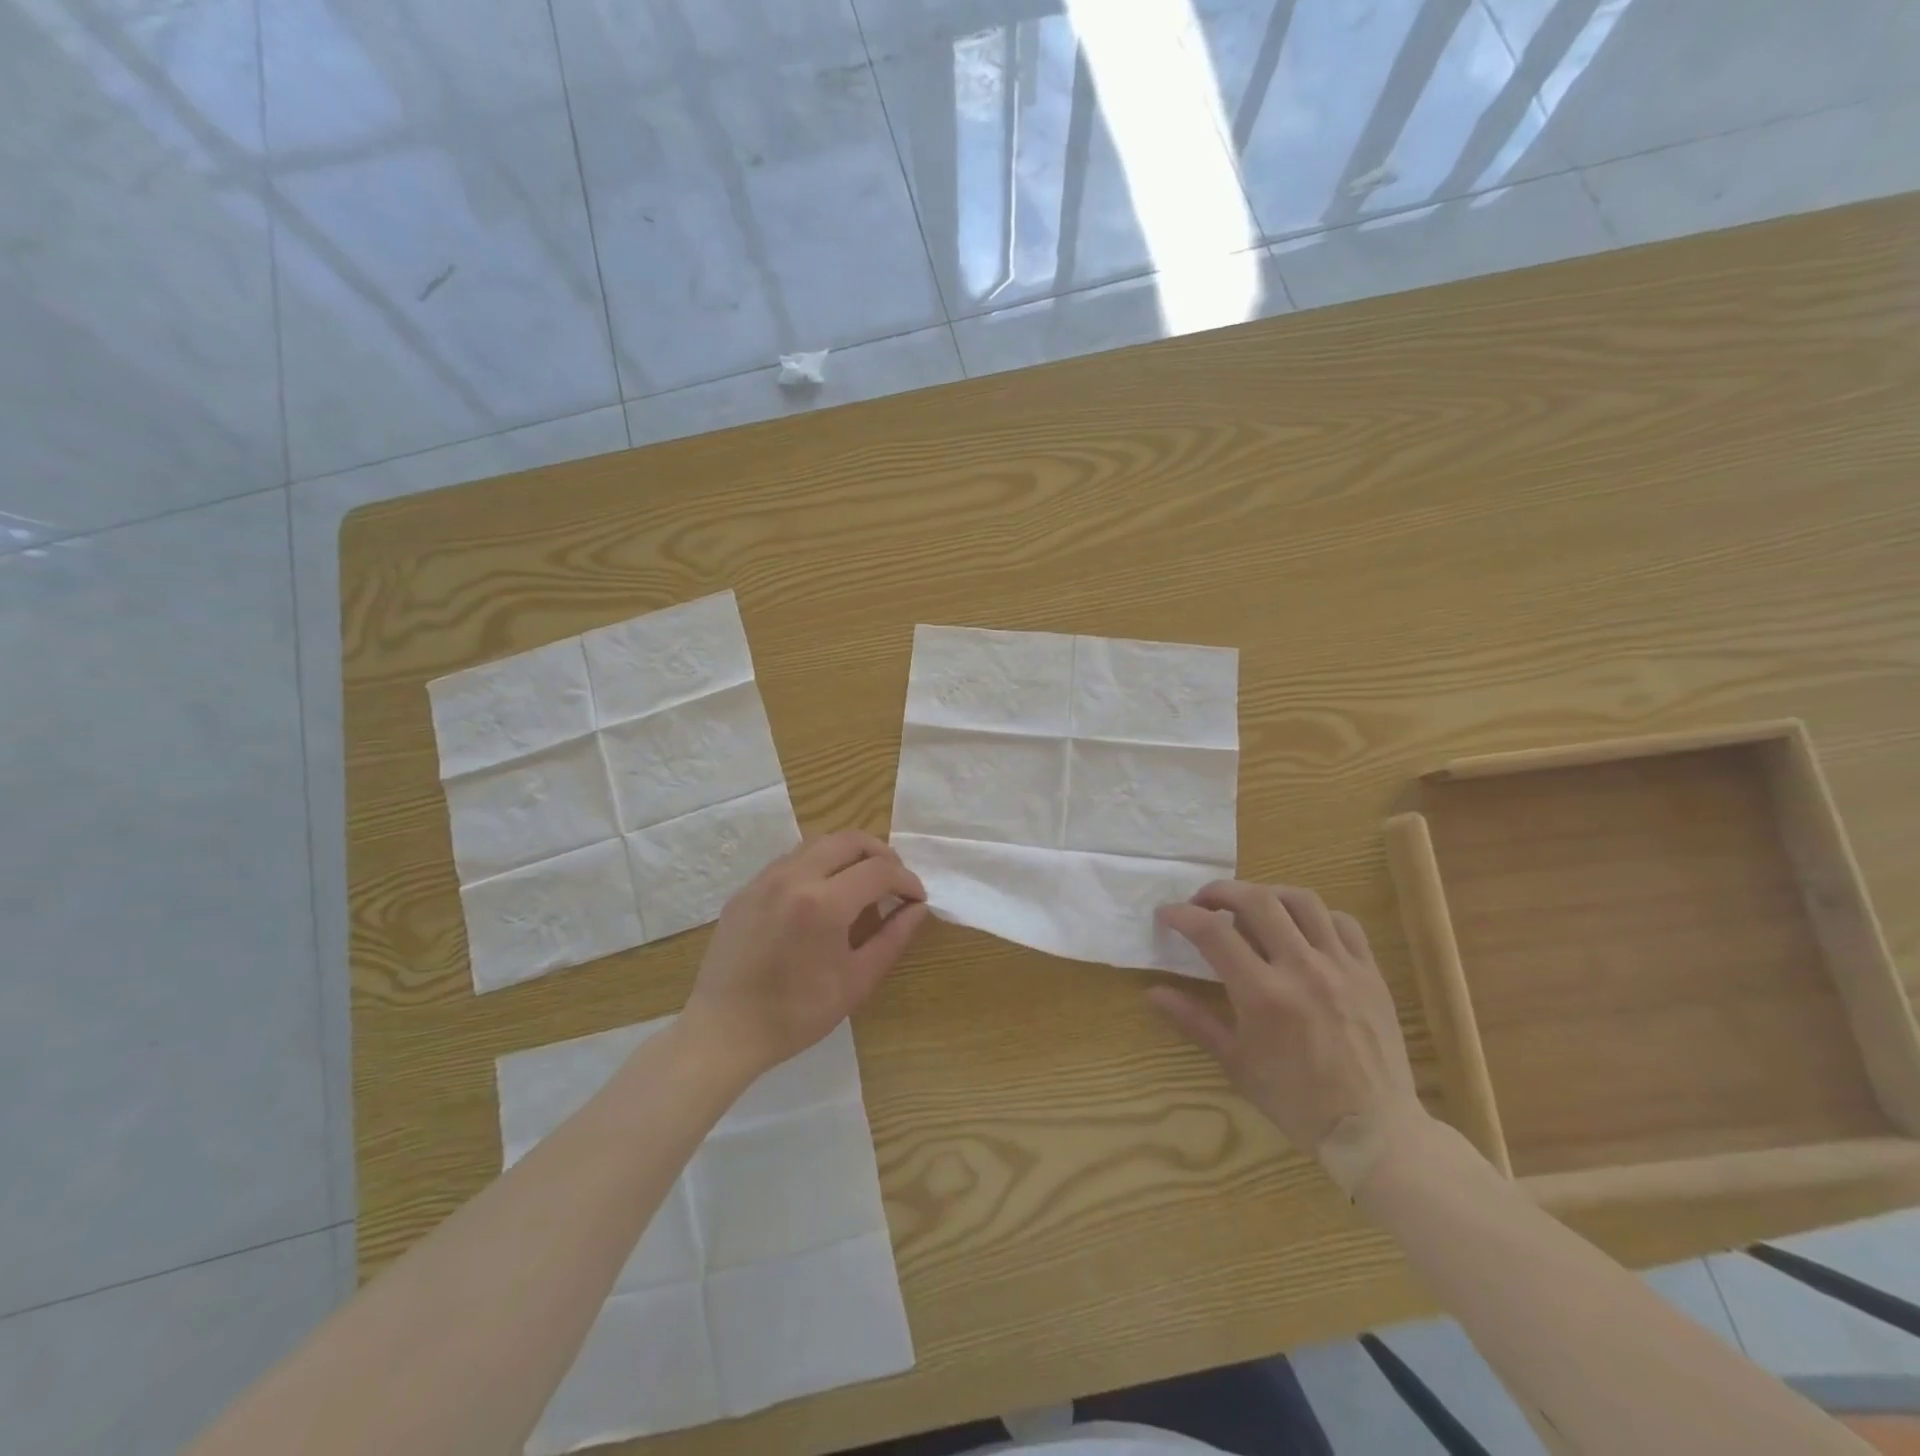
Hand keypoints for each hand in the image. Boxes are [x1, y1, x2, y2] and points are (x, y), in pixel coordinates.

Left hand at [686, 831, 928, 1076]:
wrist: (724, 1030)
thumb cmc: (796, 1014)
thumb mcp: (856, 981)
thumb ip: (892, 938)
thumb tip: (918, 908)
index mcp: (824, 903)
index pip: (880, 870)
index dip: (906, 880)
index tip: (916, 899)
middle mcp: (794, 877)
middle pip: (850, 840)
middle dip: (881, 854)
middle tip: (894, 881)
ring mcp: (765, 879)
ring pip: (818, 843)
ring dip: (848, 854)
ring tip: (862, 882)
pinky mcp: (747, 888)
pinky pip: (790, 860)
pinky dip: (818, 864)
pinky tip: (822, 894)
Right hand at [1151, 881, 1426, 1193]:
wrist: (1374, 1132)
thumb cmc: (1296, 1101)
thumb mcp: (1235, 1063)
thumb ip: (1193, 1020)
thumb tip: (1152, 992)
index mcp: (1264, 995)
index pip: (1213, 933)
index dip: (1182, 915)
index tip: (1166, 915)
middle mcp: (1302, 969)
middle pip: (1257, 901)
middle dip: (1221, 891)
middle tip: (1203, 902)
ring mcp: (1341, 967)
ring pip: (1302, 901)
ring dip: (1267, 895)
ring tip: (1250, 908)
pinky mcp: (1370, 972)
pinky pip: (1342, 923)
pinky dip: (1315, 916)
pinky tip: (1300, 931)